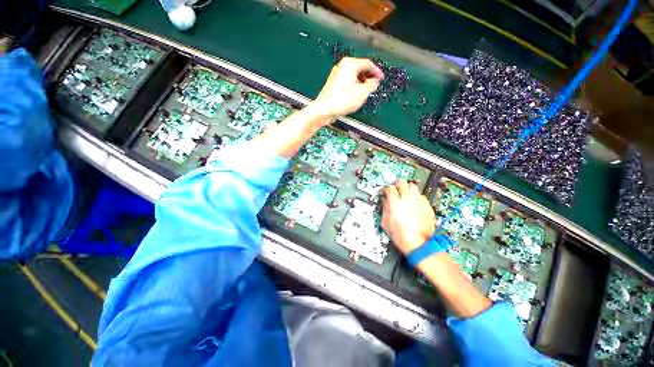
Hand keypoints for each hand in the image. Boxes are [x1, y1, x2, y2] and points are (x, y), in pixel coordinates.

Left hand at [311, 57, 383, 118]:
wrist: (324, 109)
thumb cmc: (342, 101)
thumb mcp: (362, 93)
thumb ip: (371, 85)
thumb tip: (374, 82)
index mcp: (350, 64)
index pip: (368, 63)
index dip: (376, 71)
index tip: (381, 78)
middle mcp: (342, 66)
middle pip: (360, 68)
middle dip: (368, 77)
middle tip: (374, 85)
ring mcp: (336, 74)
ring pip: (353, 75)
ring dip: (361, 82)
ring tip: (365, 92)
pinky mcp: (333, 82)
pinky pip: (347, 80)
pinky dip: (353, 85)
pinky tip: (355, 94)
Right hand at [381, 180, 435, 254]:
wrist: (419, 245)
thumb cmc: (401, 236)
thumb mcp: (386, 222)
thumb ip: (385, 208)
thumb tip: (385, 200)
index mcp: (395, 203)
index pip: (390, 188)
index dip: (387, 190)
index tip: (386, 193)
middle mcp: (408, 199)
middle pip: (402, 182)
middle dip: (397, 185)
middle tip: (396, 190)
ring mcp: (419, 201)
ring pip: (413, 187)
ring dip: (408, 190)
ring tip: (405, 196)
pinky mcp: (427, 206)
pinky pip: (421, 196)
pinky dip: (416, 198)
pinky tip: (414, 205)